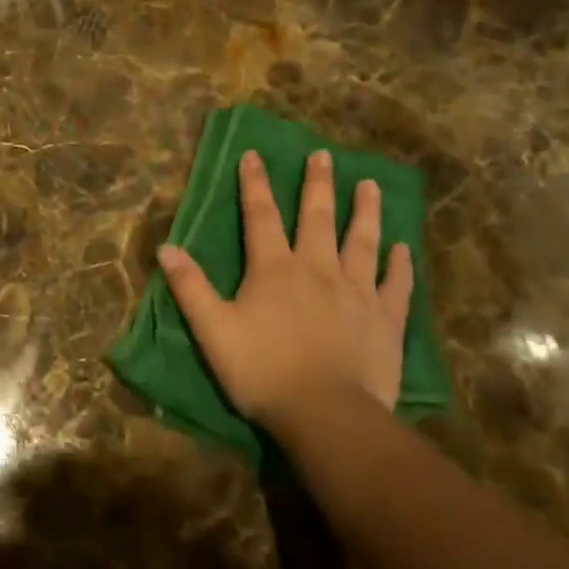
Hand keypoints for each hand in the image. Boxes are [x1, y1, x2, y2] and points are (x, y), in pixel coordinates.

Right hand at [158, 151, 412, 437]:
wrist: (327, 414)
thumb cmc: (263, 371)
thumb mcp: (213, 330)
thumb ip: (190, 287)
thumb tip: (166, 247)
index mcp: (274, 269)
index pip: (261, 215)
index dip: (255, 183)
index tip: (254, 153)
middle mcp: (318, 268)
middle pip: (318, 217)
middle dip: (317, 184)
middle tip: (323, 155)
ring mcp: (357, 291)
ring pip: (362, 241)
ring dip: (365, 211)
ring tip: (370, 184)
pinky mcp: (386, 319)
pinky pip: (395, 284)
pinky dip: (399, 265)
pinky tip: (403, 248)